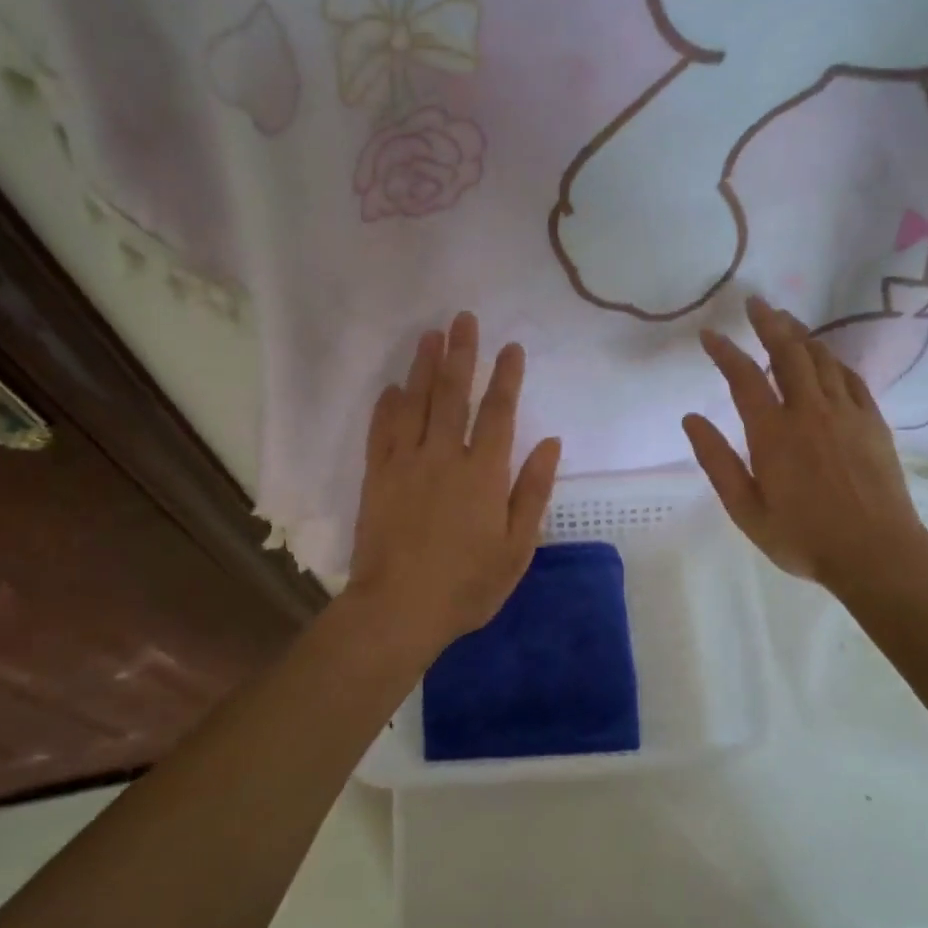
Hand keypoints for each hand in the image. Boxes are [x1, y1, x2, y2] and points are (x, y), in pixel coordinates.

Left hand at [347, 312, 562, 654]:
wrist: (399, 609)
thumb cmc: (467, 584)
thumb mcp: (517, 548)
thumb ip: (532, 492)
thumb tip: (550, 443)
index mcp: (484, 474)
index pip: (498, 413)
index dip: (506, 377)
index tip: (511, 347)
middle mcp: (445, 457)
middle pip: (454, 395)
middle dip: (461, 354)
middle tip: (463, 318)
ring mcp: (406, 464)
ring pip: (416, 403)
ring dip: (424, 367)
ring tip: (430, 335)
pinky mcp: (377, 477)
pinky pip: (382, 431)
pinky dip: (387, 406)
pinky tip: (392, 386)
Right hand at [683, 297, 924, 595]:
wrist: (876, 553)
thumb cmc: (803, 537)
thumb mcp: (746, 509)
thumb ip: (717, 461)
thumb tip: (691, 419)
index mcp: (773, 433)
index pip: (744, 378)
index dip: (725, 351)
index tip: (710, 333)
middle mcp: (809, 412)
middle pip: (788, 353)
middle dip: (769, 323)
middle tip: (757, 303)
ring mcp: (845, 413)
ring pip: (821, 359)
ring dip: (801, 335)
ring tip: (787, 320)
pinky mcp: (872, 422)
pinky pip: (850, 377)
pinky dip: (833, 360)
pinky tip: (826, 357)